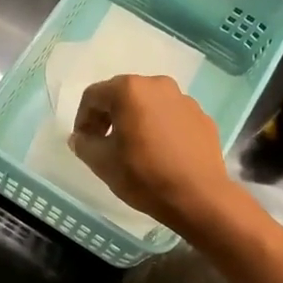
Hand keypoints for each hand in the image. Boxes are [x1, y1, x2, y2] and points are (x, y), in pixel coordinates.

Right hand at [69, 75, 239, 233]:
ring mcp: (184, 100)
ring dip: (136, 121)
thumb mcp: (102, 163)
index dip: (82, 118)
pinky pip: (171, 117)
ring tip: (134, 149)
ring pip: (149, 104)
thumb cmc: (144, 176)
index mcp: (130, 90)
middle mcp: (158, 85)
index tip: (83, 141)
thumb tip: (80, 138)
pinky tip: (160, 153)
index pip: (94, 96)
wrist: (199, 197)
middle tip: (104, 143)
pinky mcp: (202, 117)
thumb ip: (84, 144)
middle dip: (109, 116)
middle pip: (123, 95)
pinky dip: (160, 128)